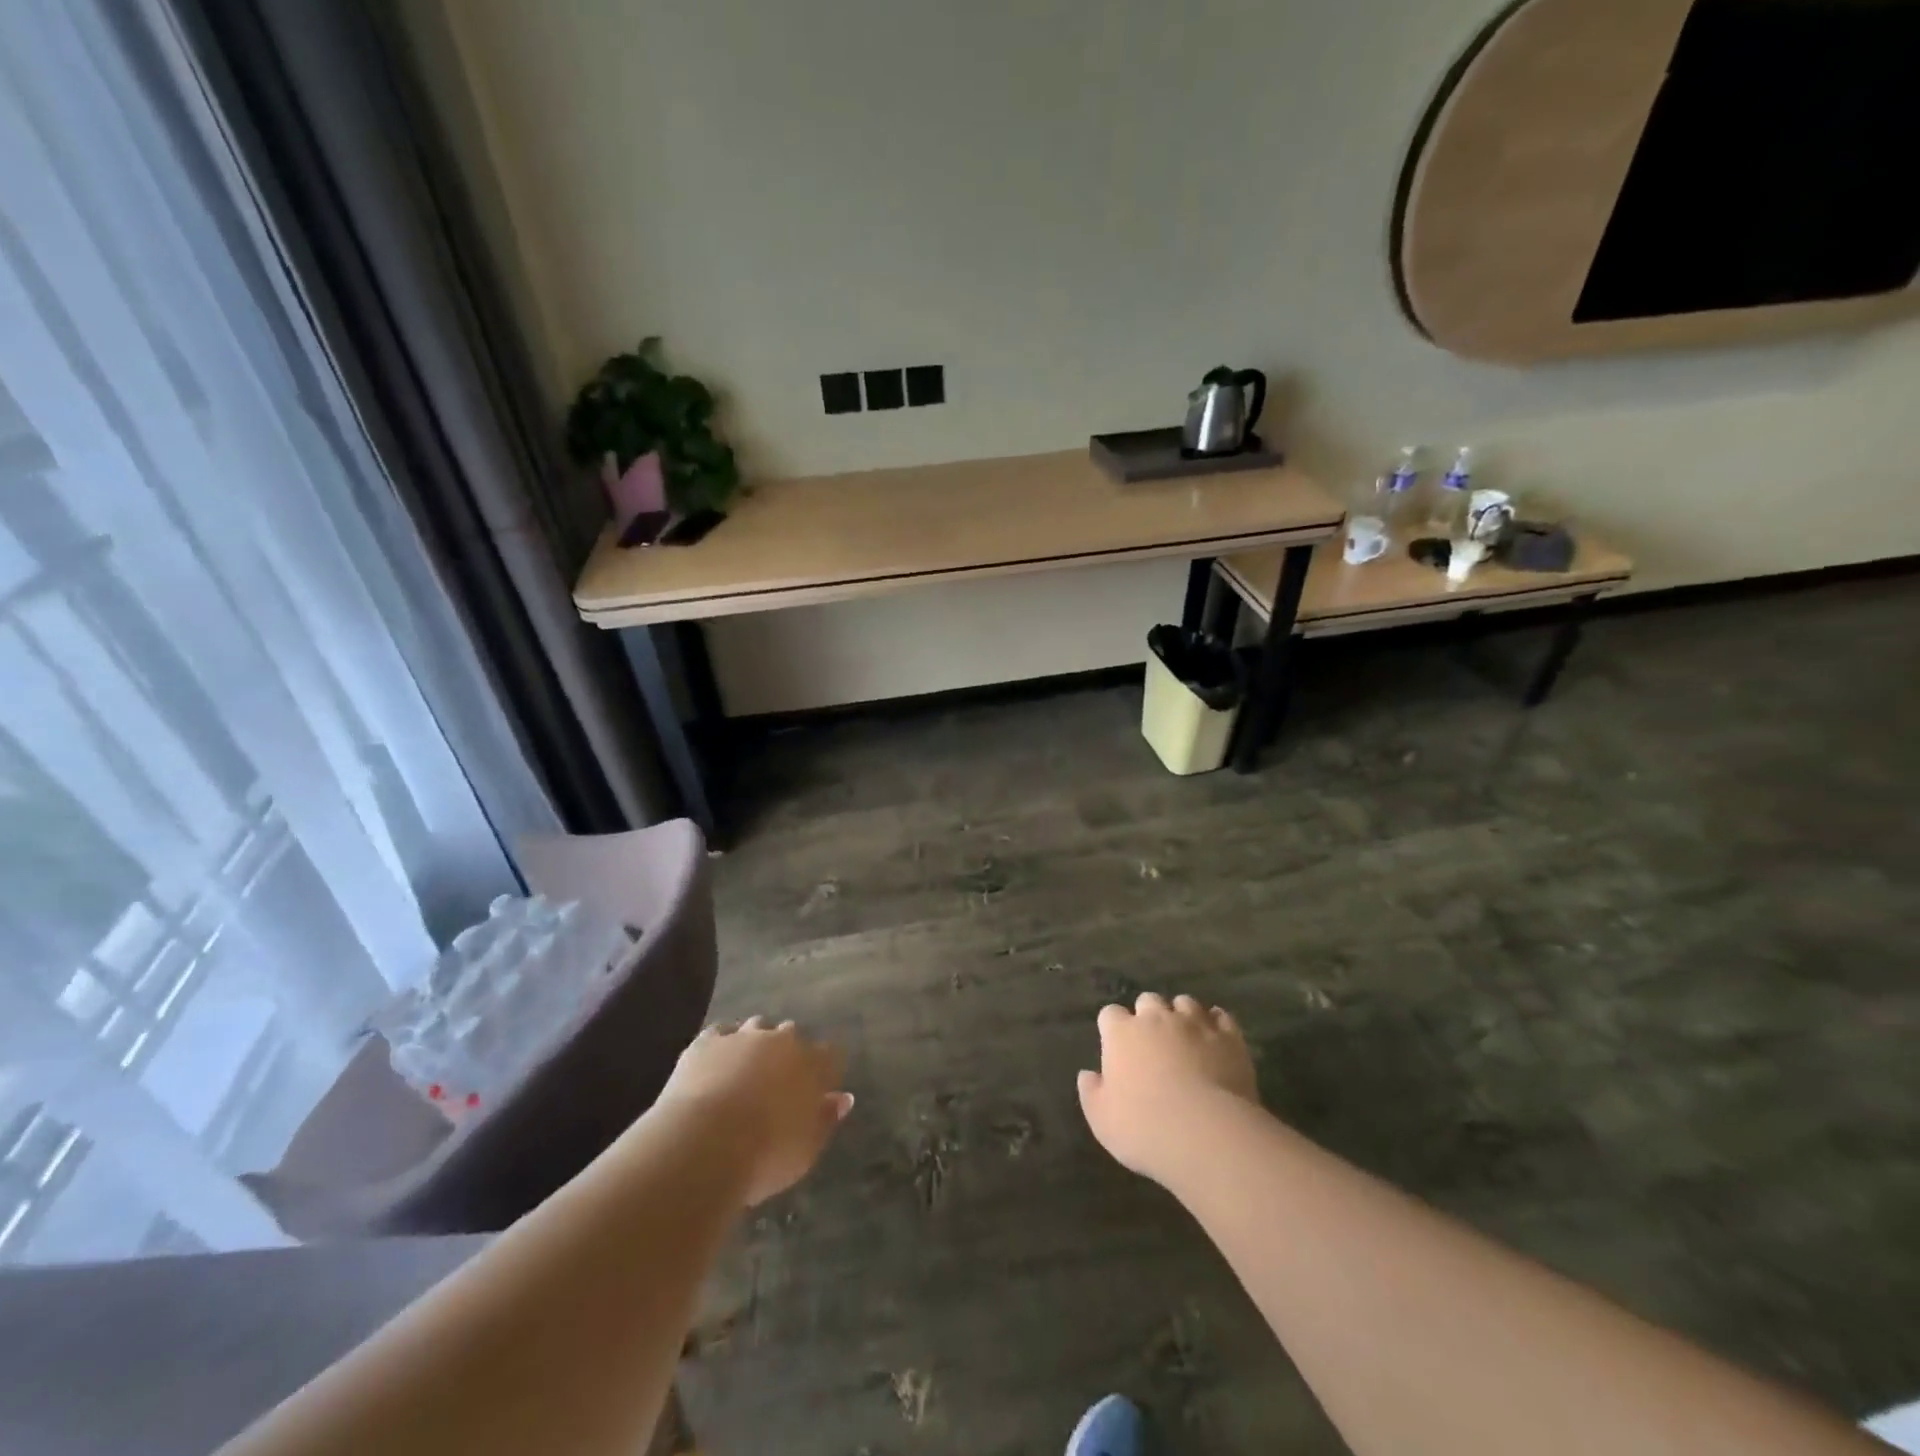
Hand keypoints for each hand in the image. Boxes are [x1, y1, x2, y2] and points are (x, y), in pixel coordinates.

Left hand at [656, 1018, 853, 1205]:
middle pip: (791, 1034)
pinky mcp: (708, 1042)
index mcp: (812, 1064)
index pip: (829, 1055)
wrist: (705, 1146)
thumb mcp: (806, 1149)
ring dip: (755, 1042)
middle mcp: (781, 1041)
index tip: (818, 1087)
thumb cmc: (765, 1155)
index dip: (824, 1069)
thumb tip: (844, 1098)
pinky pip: (720, 1033)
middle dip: (787, 1052)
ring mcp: (743, 1037)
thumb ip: (826, 1119)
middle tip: (776, 1081)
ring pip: (756, 1027)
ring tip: (745, 1069)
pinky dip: (721, 1044)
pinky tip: (715, 1063)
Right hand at [1078, 993, 1256, 1182]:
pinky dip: (1216, 1024)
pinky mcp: (1229, 1037)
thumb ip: (1091, 1092)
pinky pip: (1221, 1017)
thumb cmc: (1144, 1128)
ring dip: (1181, 1016)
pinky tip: (1216, 1038)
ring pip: (1184, 1002)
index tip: (1116, 1047)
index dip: (1113, 1028)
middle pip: (1148, 1001)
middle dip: (1148, 1016)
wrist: (1206, 1134)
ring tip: (1185, 1038)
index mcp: (1122, 1033)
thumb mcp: (1102, 1120)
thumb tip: (1088, 1074)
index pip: (1110, 1014)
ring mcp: (1195, 1023)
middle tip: (1152, 1043)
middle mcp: (1157, 1018)